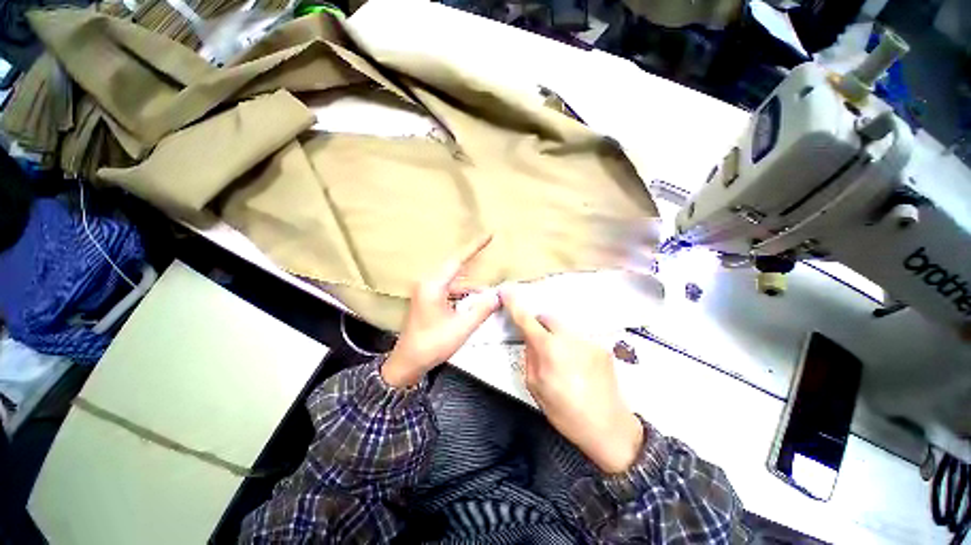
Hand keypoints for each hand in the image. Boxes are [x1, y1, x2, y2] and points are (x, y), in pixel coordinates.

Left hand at [382, 236, 499, 387]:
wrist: (407, 362)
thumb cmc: (433, 345)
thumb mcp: (461, 328)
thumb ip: (482, 310)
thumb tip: (498, 296)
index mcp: (433, 286)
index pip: (457, 260)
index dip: (474, 247)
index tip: (489, 235)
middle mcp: (428, 283)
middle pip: (456, 268)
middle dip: (474, 264)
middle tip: (490, 255)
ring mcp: (427, 291)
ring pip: (454, 281)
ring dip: (471, 286)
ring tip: (488, 292)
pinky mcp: (428, 299)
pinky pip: (450, 289)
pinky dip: (463, 293)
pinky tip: (475, 301)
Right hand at [502, 291, 643, 473]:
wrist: (609, 428)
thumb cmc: (566, 413)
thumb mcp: (536, 387)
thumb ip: (530, 357)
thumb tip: (530, 339)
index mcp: (549, 349)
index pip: (526, 319)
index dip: (514, 303)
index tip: (505, 290)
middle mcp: (570, 337)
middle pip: (548, 317)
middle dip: (540, 324)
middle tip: (539, 343)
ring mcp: (589, 339)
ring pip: (564, 326)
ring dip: (557, 335)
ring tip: (562, 359)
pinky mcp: (602, 346)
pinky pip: (579, 337)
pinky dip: (572, 344)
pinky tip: (578, 365)